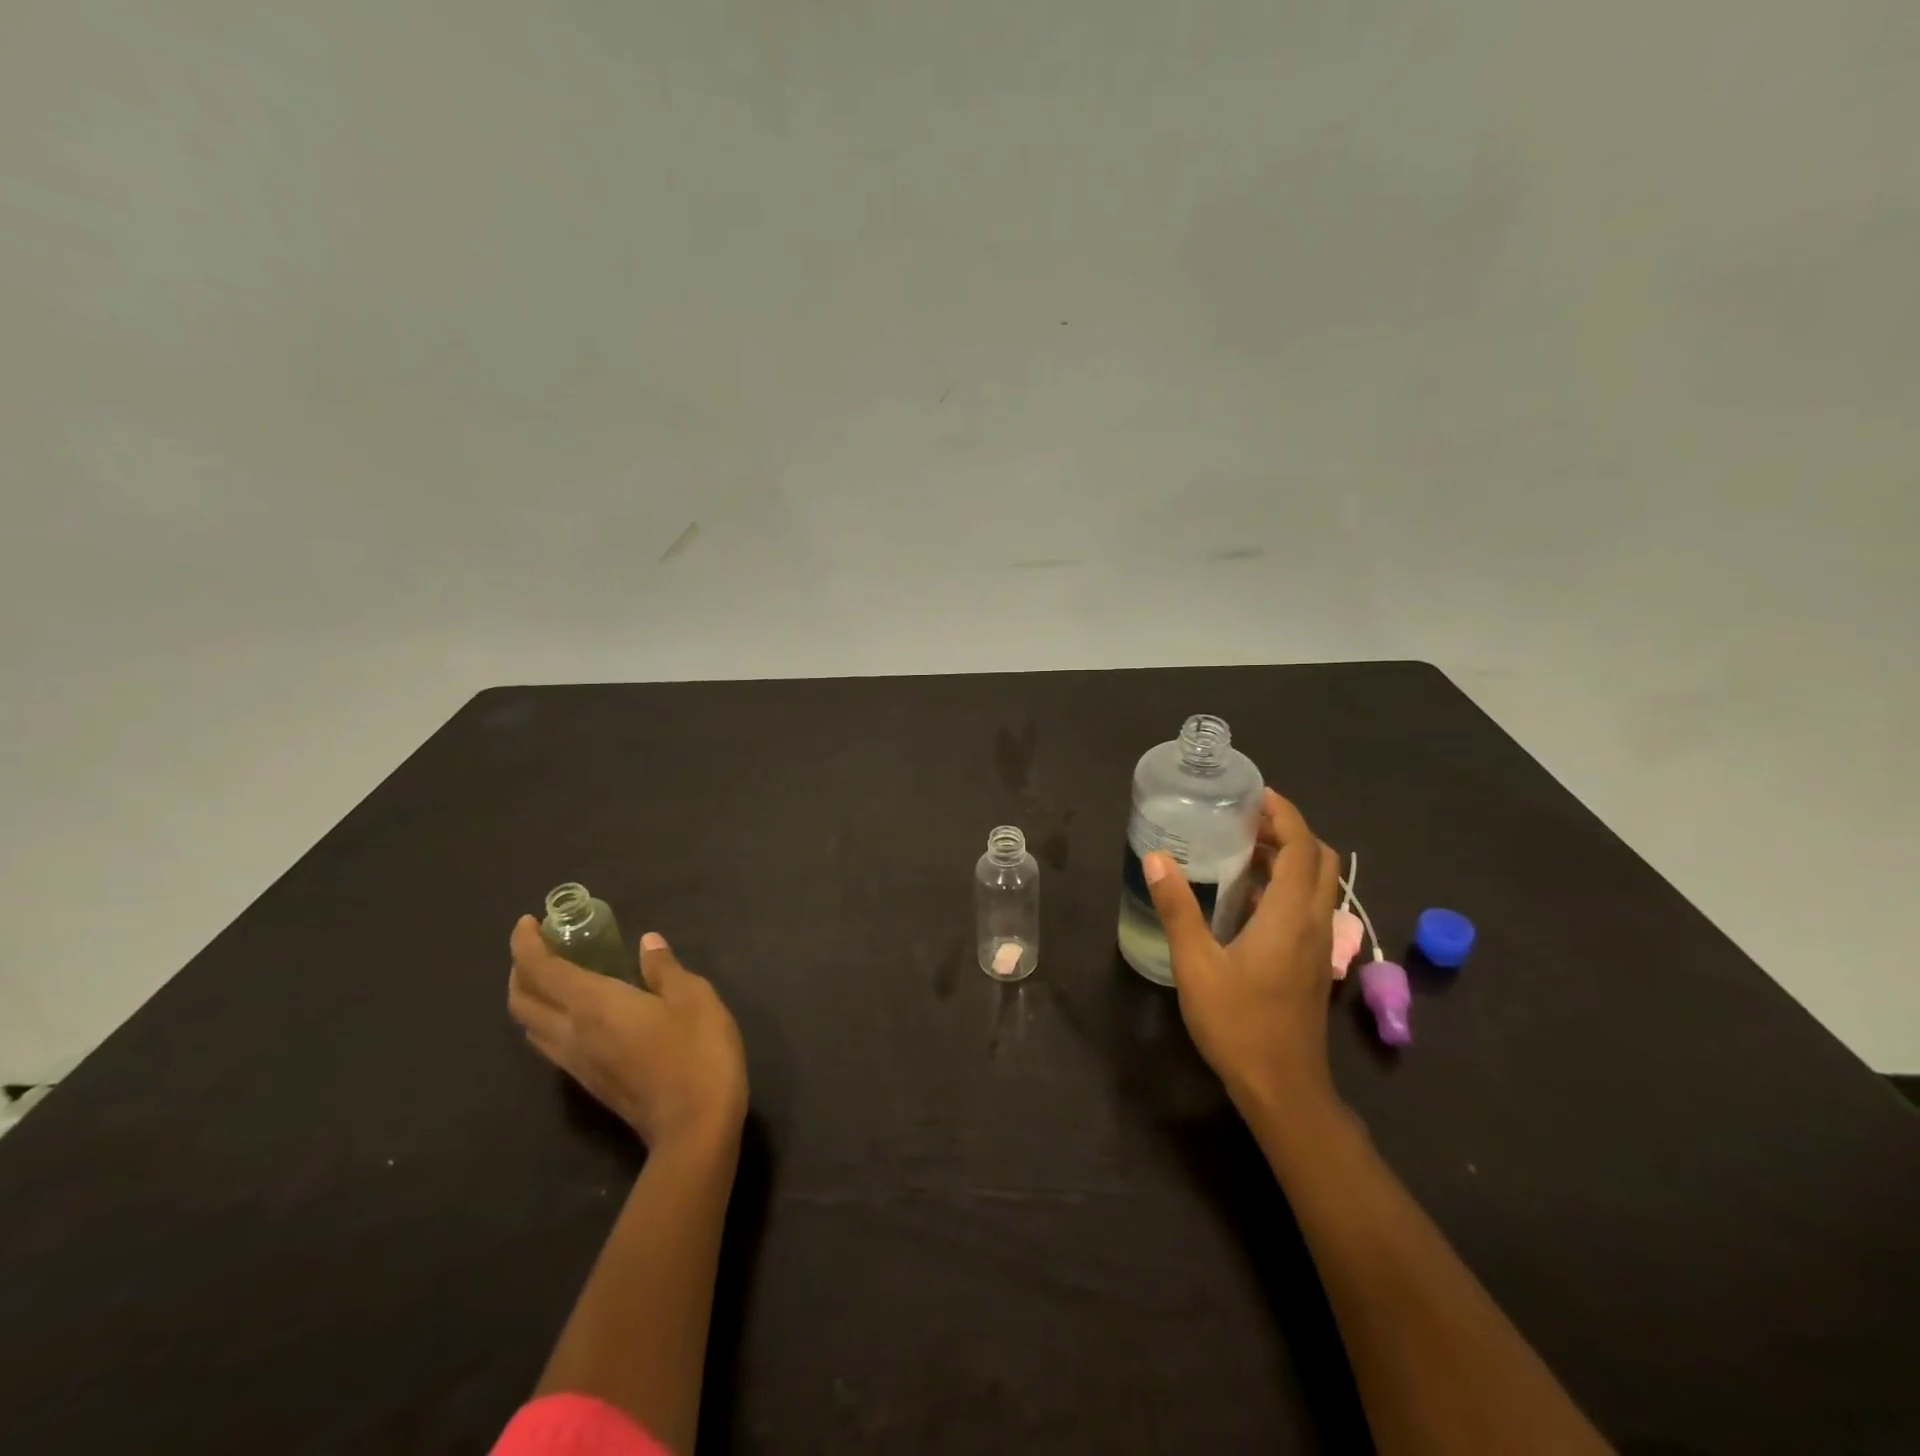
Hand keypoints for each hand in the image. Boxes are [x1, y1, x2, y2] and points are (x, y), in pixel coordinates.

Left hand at [509, 919, 748, 1150]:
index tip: (528, 922)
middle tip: (541, 946)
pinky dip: (548, 1017)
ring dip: (530, 996)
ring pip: (531, 1026)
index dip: (526, 944)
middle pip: (522, 1001)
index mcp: (594, 1005)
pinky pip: (549, 1043)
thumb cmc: (698, 1051)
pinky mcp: (588, 1083)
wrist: (694, 1125)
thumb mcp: (694, 997)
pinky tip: (578, 1012)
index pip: (541, 970)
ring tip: (555, 975)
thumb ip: (664, 968)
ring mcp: (576, 1064)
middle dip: (520, 969)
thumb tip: (647, 943)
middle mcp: (572, 1033)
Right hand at [1143, 789, 1342, 1108]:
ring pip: (1317, 884)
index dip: (1284, 814)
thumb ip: (1177, 908)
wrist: (1283, 1088)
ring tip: (1242, 849)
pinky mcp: (1312, 963)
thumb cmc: (1239, 1024)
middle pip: (1319, 859)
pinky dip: (1286, 886)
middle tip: (1246, 820)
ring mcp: (1318, 945)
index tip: (1254, 794)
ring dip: (1290, 858)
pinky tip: (1246, 898)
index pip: (1301, 847)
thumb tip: (1157, 858)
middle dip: (1289, 831)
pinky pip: (1308, 907)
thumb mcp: (1197, 965)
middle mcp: (1314, 922)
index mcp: (1289, 915)